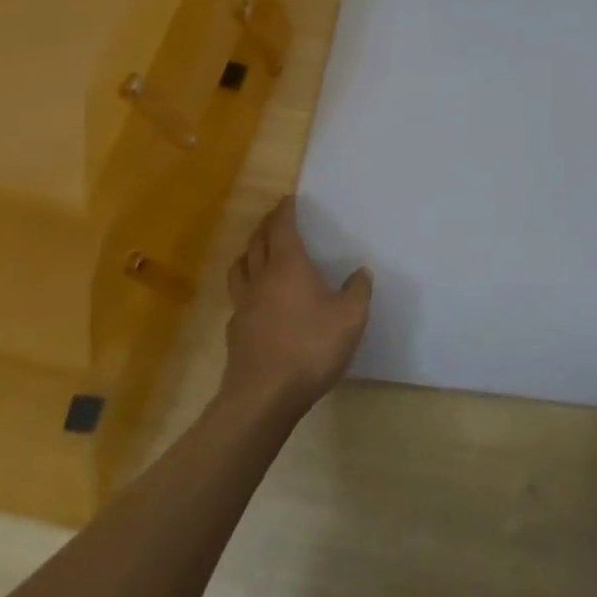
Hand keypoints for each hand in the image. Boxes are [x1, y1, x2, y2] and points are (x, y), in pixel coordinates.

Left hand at [222, 197, 372, 413]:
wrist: (263, 397)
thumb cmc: (310, 348)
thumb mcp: (350, 318)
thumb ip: (358, 291)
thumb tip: (360, 272)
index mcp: (288, 266)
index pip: (282, 228)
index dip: (284, 211)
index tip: (288, 199)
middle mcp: (262, 278)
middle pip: (257, 242)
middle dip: (266, 225)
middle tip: (274, 217)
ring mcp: (244, 306)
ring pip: (240, 267)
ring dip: (249, 252)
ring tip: (258, 251)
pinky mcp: (236, 332)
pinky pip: (238, 297)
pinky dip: (246, 286)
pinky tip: (256, 299)